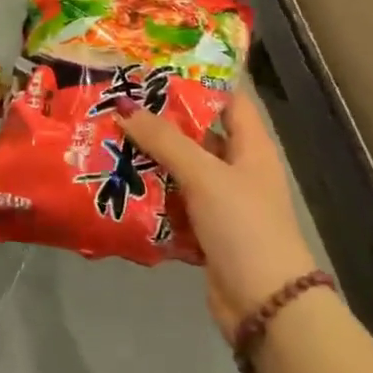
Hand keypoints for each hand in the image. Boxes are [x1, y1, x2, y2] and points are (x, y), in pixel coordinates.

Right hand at [122, 85, 319, 342]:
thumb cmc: (245, 226)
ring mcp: (220, 202)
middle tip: (116, 101)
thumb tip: (124, 105)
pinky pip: (172, 204)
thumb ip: (164, 140)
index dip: (197, 80)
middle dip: (159, 121)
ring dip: (148, 159)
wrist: (265, 306)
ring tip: (106, 137)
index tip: (155, 66)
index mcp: (250, 147)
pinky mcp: (204, 232)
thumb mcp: (204, 175)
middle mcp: (236, 169)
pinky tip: (115, 184)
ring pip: (179, 170)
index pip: (227, 99)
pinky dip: (149, 196)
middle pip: (196, 134)